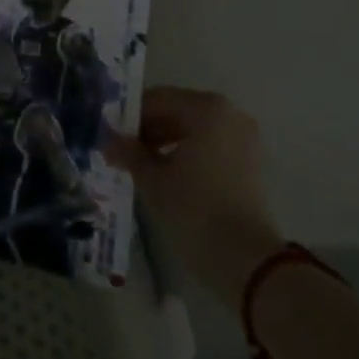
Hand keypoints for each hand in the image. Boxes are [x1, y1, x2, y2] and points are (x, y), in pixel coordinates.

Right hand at [105, 87, 285, 290]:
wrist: (245, 259)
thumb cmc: (193, 209)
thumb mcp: (151, 179)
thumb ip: (128, 152)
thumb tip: (109, 140)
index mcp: (206, 109)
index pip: (157, 99)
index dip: (129, 117)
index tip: (109, 136)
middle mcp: (229, 114)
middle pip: (177, 111)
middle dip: (148, 130)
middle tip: (121, 153)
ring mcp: (244, 138)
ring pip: (194, 130)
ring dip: (165, 143)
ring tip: (141, 167)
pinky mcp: (250, 163)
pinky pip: (210, 147)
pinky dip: (187, 155)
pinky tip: (166, 177)